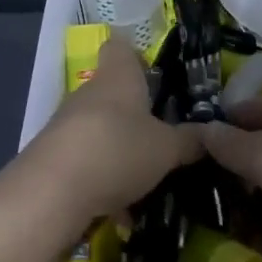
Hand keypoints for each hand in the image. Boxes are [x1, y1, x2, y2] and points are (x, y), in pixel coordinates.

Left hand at [24, 38, 204, 223]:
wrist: (51, 191)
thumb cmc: (117, 149)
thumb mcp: (166, 148)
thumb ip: (189, 141)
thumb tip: (210, 133)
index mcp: (118, 75)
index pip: (121, 47)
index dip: (137, 56)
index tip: (156, 76)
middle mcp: (90, 91)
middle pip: (114, 93)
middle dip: (136, 115)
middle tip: (164, 137)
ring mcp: (68, 123)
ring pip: (102, 130)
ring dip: (121, 152)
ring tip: (148, 182)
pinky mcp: (54, 156)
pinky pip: (88, 162)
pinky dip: (104, 182)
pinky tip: (121, 214)